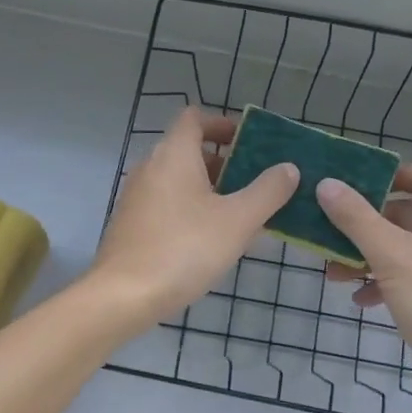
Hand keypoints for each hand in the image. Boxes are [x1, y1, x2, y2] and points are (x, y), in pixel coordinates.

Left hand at [91, 107, 297, 329]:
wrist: (123, 295)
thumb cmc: (184, 248)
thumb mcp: (238, 220)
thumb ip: (268, 191)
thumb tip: (288, 168)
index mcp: (173, 153)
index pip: (195, 118)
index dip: (223, 124)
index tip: (250, 143)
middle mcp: (150, 166)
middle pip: (189, 149)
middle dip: (224, 163)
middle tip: (256, 184)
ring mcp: (136, 195)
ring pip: (179, 180)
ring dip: (210, 189)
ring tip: (241, 216)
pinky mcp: (131, 223)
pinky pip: (166, 203)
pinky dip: (190, 209)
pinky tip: (211, 241)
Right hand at [318, 165, 411, 412]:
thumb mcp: (391, 255)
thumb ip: (356, 218)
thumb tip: (327, 184)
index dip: (393, 174)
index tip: (356, 184)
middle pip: (405, 214)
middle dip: (365, 222)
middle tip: (329, 230)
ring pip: (400, 249)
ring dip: (365, 256)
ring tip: (333, 272)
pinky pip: (405, 280)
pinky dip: (380, 284)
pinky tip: (359, 300)